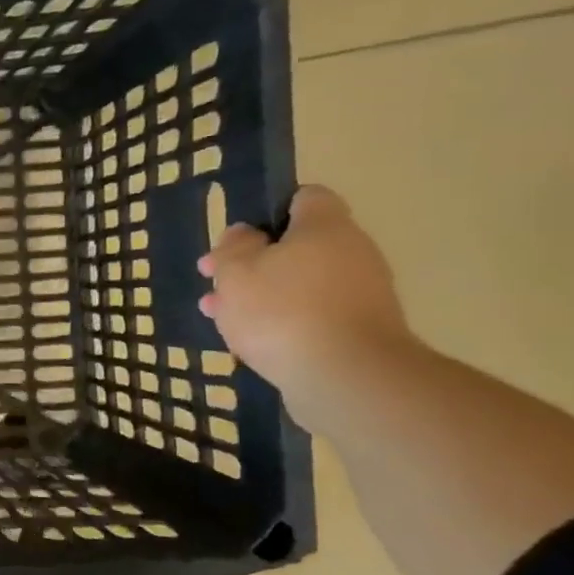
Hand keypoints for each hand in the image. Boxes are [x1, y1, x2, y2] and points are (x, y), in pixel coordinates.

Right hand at [197, 186, 413, 423]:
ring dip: (259, 295)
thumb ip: (233, 247)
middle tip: (214, 280)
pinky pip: (310, 314)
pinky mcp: (357, 331)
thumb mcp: (236, 271)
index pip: (305, 198)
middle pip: (297, 246)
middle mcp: (352, 253)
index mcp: (325, 227)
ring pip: (298, 283)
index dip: (269, 210)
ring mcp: (360, 294)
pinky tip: (248, 339)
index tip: (238, 236)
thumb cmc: (281, 311)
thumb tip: (245, 234)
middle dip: (252, 262)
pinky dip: (281, 321)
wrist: (345, 376)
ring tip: (218, 314)